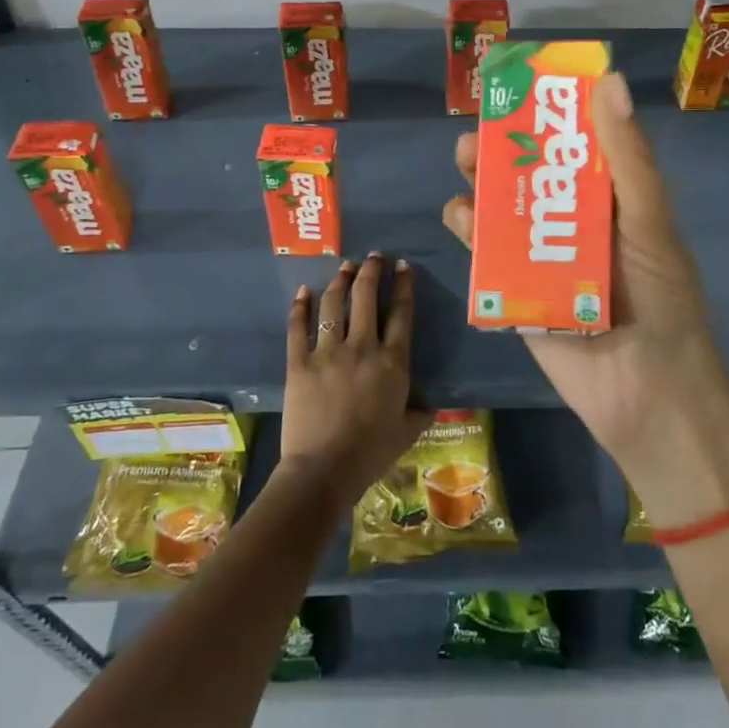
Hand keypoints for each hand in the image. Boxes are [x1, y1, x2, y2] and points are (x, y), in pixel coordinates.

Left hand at [280, 254, 431, 503]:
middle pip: (367, 297)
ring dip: (340, 281)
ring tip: (344, 266)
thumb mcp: (408, 432)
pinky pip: (298, 328)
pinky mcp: (299, 363)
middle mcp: (362, 348)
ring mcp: (327, 353)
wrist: (324, 470)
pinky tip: (303, 292)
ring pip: (334, 305)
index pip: (401, 313)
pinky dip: (300, 307)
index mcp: (393, 362)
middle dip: (371, 271)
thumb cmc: (371, 453)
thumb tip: (430, 403)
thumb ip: (421, 411)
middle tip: (373, 257)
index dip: (403, 285)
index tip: (403, 266)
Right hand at [442, 73, 728, 525]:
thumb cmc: (659, 299)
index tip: (522, 88)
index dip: (550, 115)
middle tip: (478, 130)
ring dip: (482, 183)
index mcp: (613, 201)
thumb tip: (606, 81)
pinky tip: (460, 215)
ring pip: (504, 210)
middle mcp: (576, 224)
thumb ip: (627, 158)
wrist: (646, 393)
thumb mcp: (648, 221)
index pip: (578, 146)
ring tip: (464, 162)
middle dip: (504, 149)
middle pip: (532, 176)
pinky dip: (471, 232)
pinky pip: (488, 255)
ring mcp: (544, 258)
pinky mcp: (517, 292)